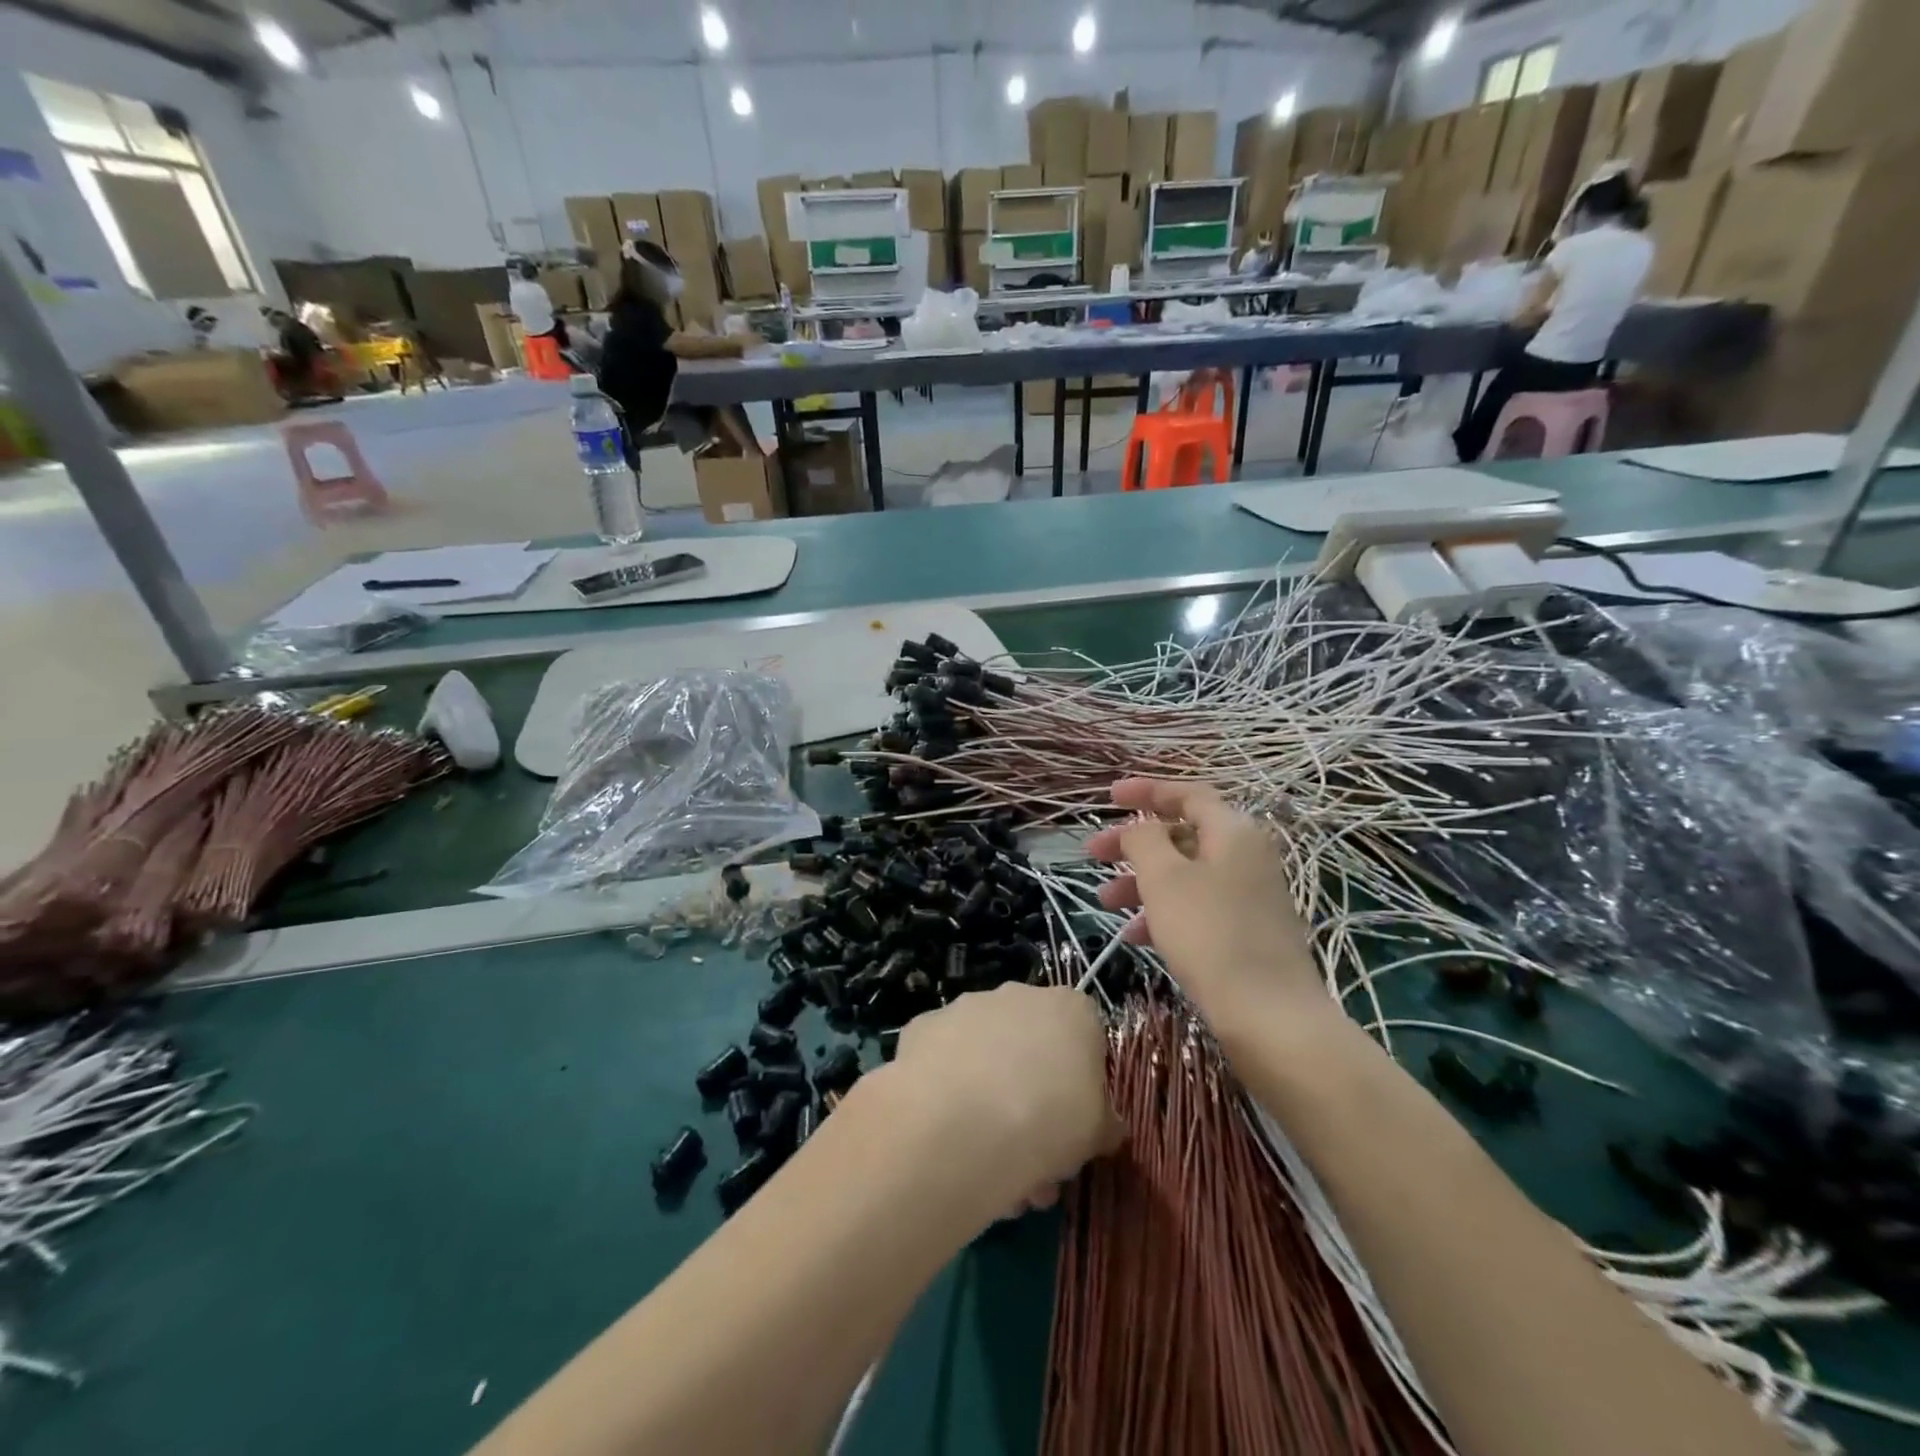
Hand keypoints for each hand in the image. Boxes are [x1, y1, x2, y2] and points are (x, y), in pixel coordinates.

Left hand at [885, 983, 1122, 1212]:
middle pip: (1032, 1047)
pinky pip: (944, 1061)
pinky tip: (947, 1136)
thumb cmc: (1048, 1122)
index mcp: (1071, 1009)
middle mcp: (1018, 996)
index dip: (1081, 1083)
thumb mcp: (1097, 1134)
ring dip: (990, 1100)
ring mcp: (966, 1007)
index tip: (1074, 1123)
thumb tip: (1104, 1126)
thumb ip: (1103, 1122)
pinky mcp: (924, 1027)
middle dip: (1033, 1099)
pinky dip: (948, 1090)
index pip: (1085, 1037)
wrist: (961, 1125)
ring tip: (987, 1166)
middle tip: (1032, 1159)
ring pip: (986, 1057)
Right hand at [1085, 779, 1327, 1028]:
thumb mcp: (1165, 878)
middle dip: (1134, 843)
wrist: (1271, 1017)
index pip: (1188, 794)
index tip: (1109, 797)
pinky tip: (1133, 936)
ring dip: (1141, 882)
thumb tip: (1141, 828)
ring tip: (1105, 901)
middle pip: (1182, 835)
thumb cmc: (1211, 935)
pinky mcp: (1246, 932)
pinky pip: (1196, 907)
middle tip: (1093, 853)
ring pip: (1184, 875)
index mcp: (1232, 832)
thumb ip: (1144, 839)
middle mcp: (1246, 856)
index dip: (1146, 791)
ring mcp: (1248, 896)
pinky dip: (1163, 912)